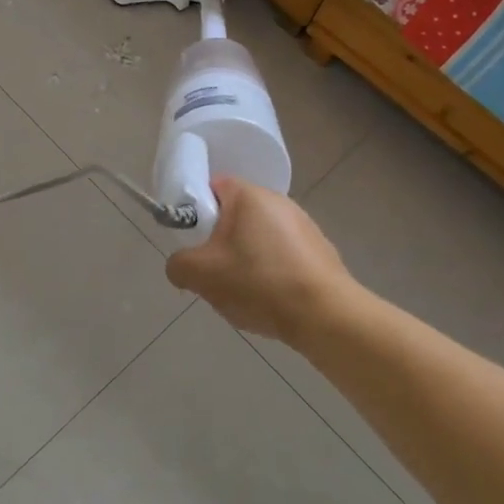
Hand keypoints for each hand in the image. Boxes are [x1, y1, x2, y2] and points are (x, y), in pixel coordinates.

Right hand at [165, 178, 353, 344]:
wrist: (325, 316)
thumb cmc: (258, 283)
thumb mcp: (201, 275)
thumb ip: (178, 264)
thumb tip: (181, 266)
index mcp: (249, 195)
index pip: (212, 187)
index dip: (196, 211)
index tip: (194, 241)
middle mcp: (279, 201)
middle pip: (235, 215)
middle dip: (220, 241)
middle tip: (213, 271)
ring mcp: (304, 225)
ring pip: (258, 237)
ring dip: (246, 258)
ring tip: (244, 292)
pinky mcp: (320, 250)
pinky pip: (282, 255)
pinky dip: (271, 271)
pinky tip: (270, 298)